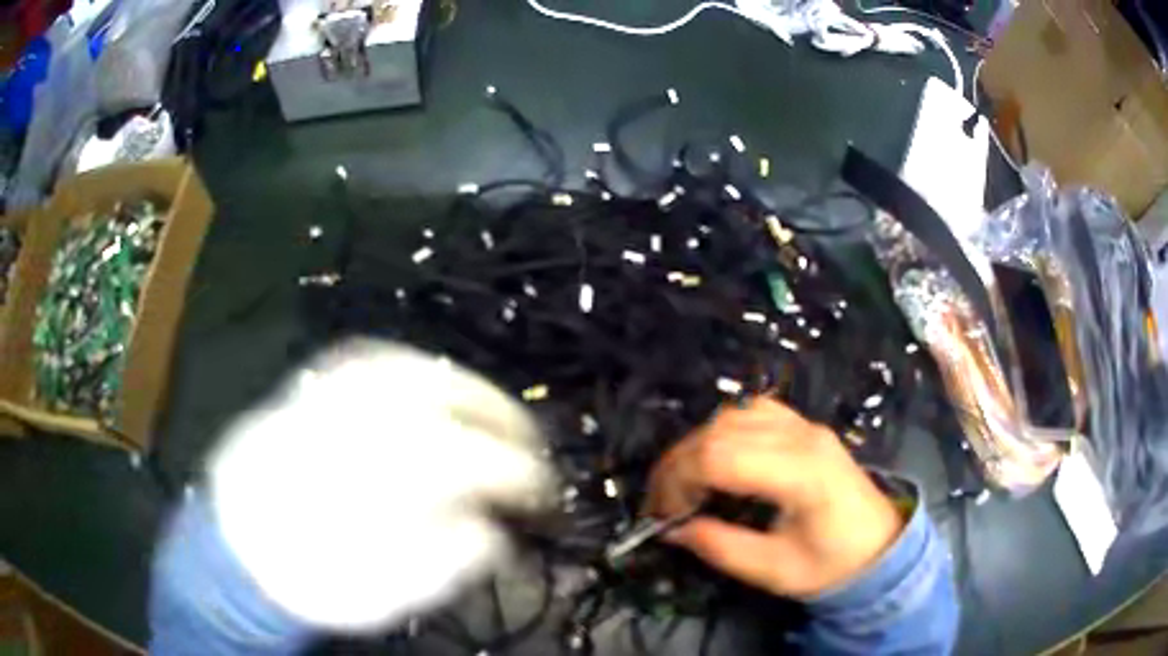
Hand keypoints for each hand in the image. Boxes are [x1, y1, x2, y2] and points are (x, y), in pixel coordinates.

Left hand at [207, 339, 555, 630]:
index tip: (542, 490)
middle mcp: (350, 423)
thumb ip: (444, 562)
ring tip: (495, 412)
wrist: (233, 546)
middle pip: (440, 398)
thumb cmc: (309, 581)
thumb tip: (494, 529)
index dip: (515, 471)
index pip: (462, 459)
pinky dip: (417, 367)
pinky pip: (374, 359)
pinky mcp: (311, 386)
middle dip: (499, 415)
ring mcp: (327, 396)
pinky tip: (436, 386)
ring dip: (464, 387)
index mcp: (369, 480)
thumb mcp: (382, 596)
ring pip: (410, 368)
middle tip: (529, 441)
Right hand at [646, 398, 904, 597]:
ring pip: (733, 413)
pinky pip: (753, 411)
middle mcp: (803, 436)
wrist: (880, 547)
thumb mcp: (774, 570)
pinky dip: (722, 431)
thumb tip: (673, 529)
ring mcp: (805, 425)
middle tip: (662, 503)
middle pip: (721, 428)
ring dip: (697, 445)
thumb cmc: (832, 564)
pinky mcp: (804, 426)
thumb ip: (721, 547)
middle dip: (679, 464)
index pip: (722, 455)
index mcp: (802, 472)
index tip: (665, 516)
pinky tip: (716, 459)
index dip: (680, 481)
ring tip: (683, 483)